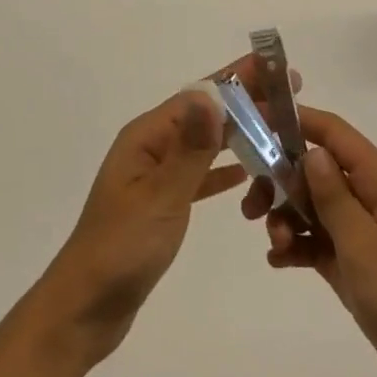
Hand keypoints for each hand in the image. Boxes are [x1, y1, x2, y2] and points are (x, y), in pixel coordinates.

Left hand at [35, 55, 298, 371]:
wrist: (86, 308)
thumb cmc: (121, 250)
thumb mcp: (160, 197)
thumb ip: (190, 150)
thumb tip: (212, 96)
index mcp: (146, 137)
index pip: (199, 96)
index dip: (238, 80)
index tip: (276, 68)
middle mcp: (150, 148)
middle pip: (204, 115)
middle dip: (244, 102)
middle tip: (290, 96)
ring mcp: (155, 176)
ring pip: (204, 144)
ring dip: (238, 133)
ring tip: (277, 127)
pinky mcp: (161, 204)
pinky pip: (199, 176)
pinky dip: (222, 170)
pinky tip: (247, 171)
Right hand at [243, 107, 376, 376]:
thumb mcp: (364, 243)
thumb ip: (333, 196)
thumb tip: (313, 152)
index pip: (334, 134)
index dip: (296, 121)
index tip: (255, 121)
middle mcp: (372, 201)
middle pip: (317, 171)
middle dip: (281, 182)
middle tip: (252, 208)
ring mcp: (365, 236)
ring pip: (314, 209)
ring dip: (287, 219)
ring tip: (276, 246)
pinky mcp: (358, 269)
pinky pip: (319, 244)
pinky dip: (298, 247)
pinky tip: (279, 262)